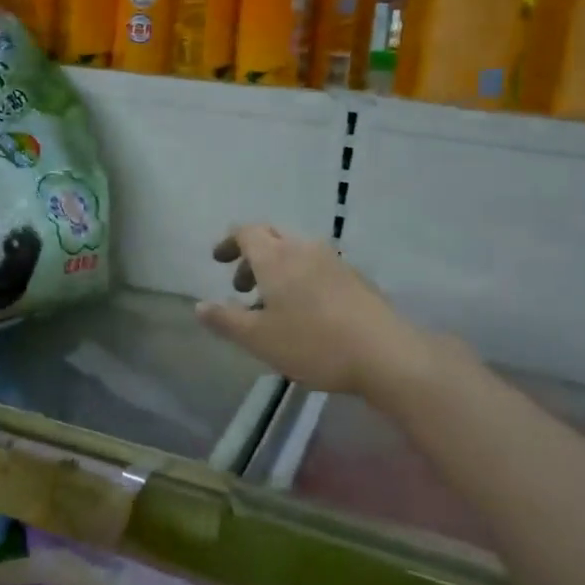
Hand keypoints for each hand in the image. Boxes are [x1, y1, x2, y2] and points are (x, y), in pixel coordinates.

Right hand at [195, 224, 436, 395]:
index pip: (246, 231)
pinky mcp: (355, 277)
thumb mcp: (259, 339)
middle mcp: (303, 248)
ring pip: (295, 251)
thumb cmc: (313, 343)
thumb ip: (226, 320)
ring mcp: (333, 260)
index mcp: (276, 257)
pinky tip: (305, 311)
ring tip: (272, 305)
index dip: (229, 242)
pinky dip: (299, 277)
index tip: (218, 260)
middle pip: (271, 236)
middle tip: (242, 285)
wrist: (384, 353)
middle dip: (251, 255)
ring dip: (277, 268)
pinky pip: (316, 265)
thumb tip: (199, 306)